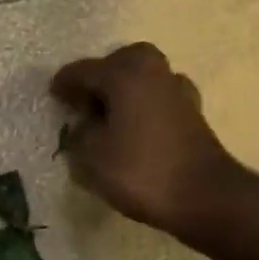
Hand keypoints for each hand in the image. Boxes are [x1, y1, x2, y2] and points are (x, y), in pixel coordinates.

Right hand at [50, 42, 241, 238]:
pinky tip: (135, 127)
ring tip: (108, 115)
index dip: (63, 84)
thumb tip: (84, 125)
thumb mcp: (91, 157)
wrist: (205, 196)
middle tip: (84, 102)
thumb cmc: (141, 171)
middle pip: (119, 62)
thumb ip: (80, 135)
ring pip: (142, 77)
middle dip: (100, 77)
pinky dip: (142, 105)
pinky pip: (157, 97)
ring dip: (124, 90)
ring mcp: (177, 89)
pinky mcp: (192, 112)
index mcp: (124, 74)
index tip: (52, 96)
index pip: (83, 71)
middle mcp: (152, 71)